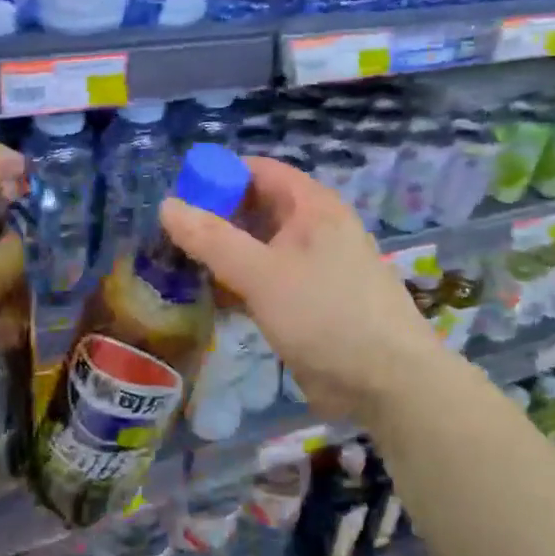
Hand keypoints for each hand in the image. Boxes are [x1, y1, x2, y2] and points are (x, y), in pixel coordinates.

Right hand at [160, 156, 440, 426]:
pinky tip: (207, 298)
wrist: (388, 383)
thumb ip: (212, 240)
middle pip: (255, 209)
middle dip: (215, 219)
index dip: (219, 176)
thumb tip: (167, 205)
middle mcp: (312, 229)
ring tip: (177, 265)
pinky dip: (237, 284)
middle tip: (169, 236)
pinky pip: (264, 281)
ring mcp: (311, 267)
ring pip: (257, 248)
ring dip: (223, 255)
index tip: (180, 196)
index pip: (258, 171)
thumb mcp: (262, 273)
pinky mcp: (306, 303)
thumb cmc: (326, 314)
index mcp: (311, 206)